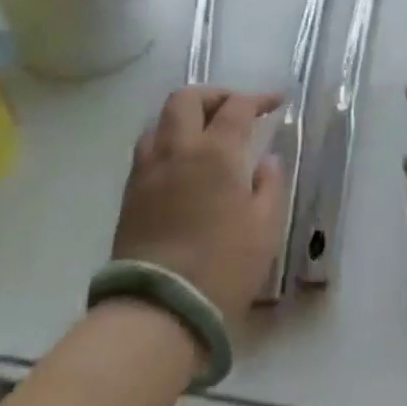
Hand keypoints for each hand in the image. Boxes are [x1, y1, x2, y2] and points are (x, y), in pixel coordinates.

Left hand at [113, 87, 283, 327]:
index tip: (276, 102)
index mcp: (216, 152)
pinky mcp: (130, 194)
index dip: (259, 98)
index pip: (237, 107)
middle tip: (235, 109)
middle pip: (187, 98)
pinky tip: (183, 163)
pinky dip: (167, 141)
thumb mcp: (265, 226)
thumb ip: (270, 185)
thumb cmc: (223, 266)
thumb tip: (266, 161)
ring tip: (205, 134)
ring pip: (159, 120)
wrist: (160, 310)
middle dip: (214, 95)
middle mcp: (178, 149)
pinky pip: (147, 149)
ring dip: (185, 116)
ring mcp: (148, 170)